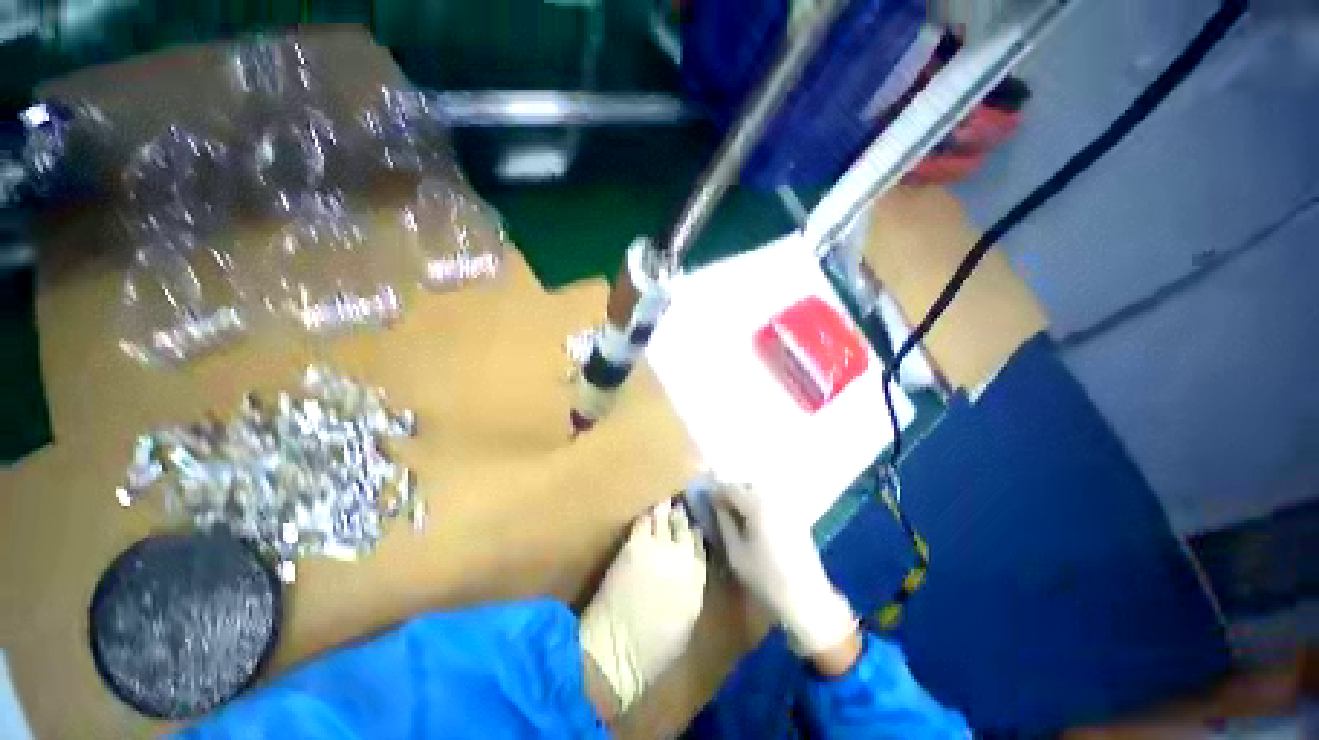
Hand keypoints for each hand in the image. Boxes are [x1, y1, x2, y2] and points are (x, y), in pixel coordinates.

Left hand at [579, 501, 706, 713]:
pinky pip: (644, 522)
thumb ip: (691, 588)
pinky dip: (648, 514)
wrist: (619, 650)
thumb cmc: (655, 648)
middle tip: (680, 506)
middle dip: (682, 517)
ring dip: (666, 509)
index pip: (700, 547)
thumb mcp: (686, 621)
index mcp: (696, 580)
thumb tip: (687, 570)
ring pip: (666, 520)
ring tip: (666, 501)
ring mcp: (659, 548)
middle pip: (685, 529)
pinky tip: (648, 510)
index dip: (695, 534)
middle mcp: (682, 558)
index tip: (693, 526)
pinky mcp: (636, 545)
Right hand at [713, 484, 857, 658]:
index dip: (716, 492)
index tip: (706, 500)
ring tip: (735, 511)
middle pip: (747, 484)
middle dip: (732, 491)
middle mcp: (773, 497)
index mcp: (756, 504)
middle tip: (720, 505)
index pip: (730, 488)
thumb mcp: (735, 552)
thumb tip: (717, 506)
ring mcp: (787, 505)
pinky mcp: (796, 515)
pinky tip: (754, 518)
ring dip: (746, 495)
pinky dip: (760, 502)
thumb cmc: (766, 577)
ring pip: (760, 490)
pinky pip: (772, 499)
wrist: (807, 598)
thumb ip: (724, 523)